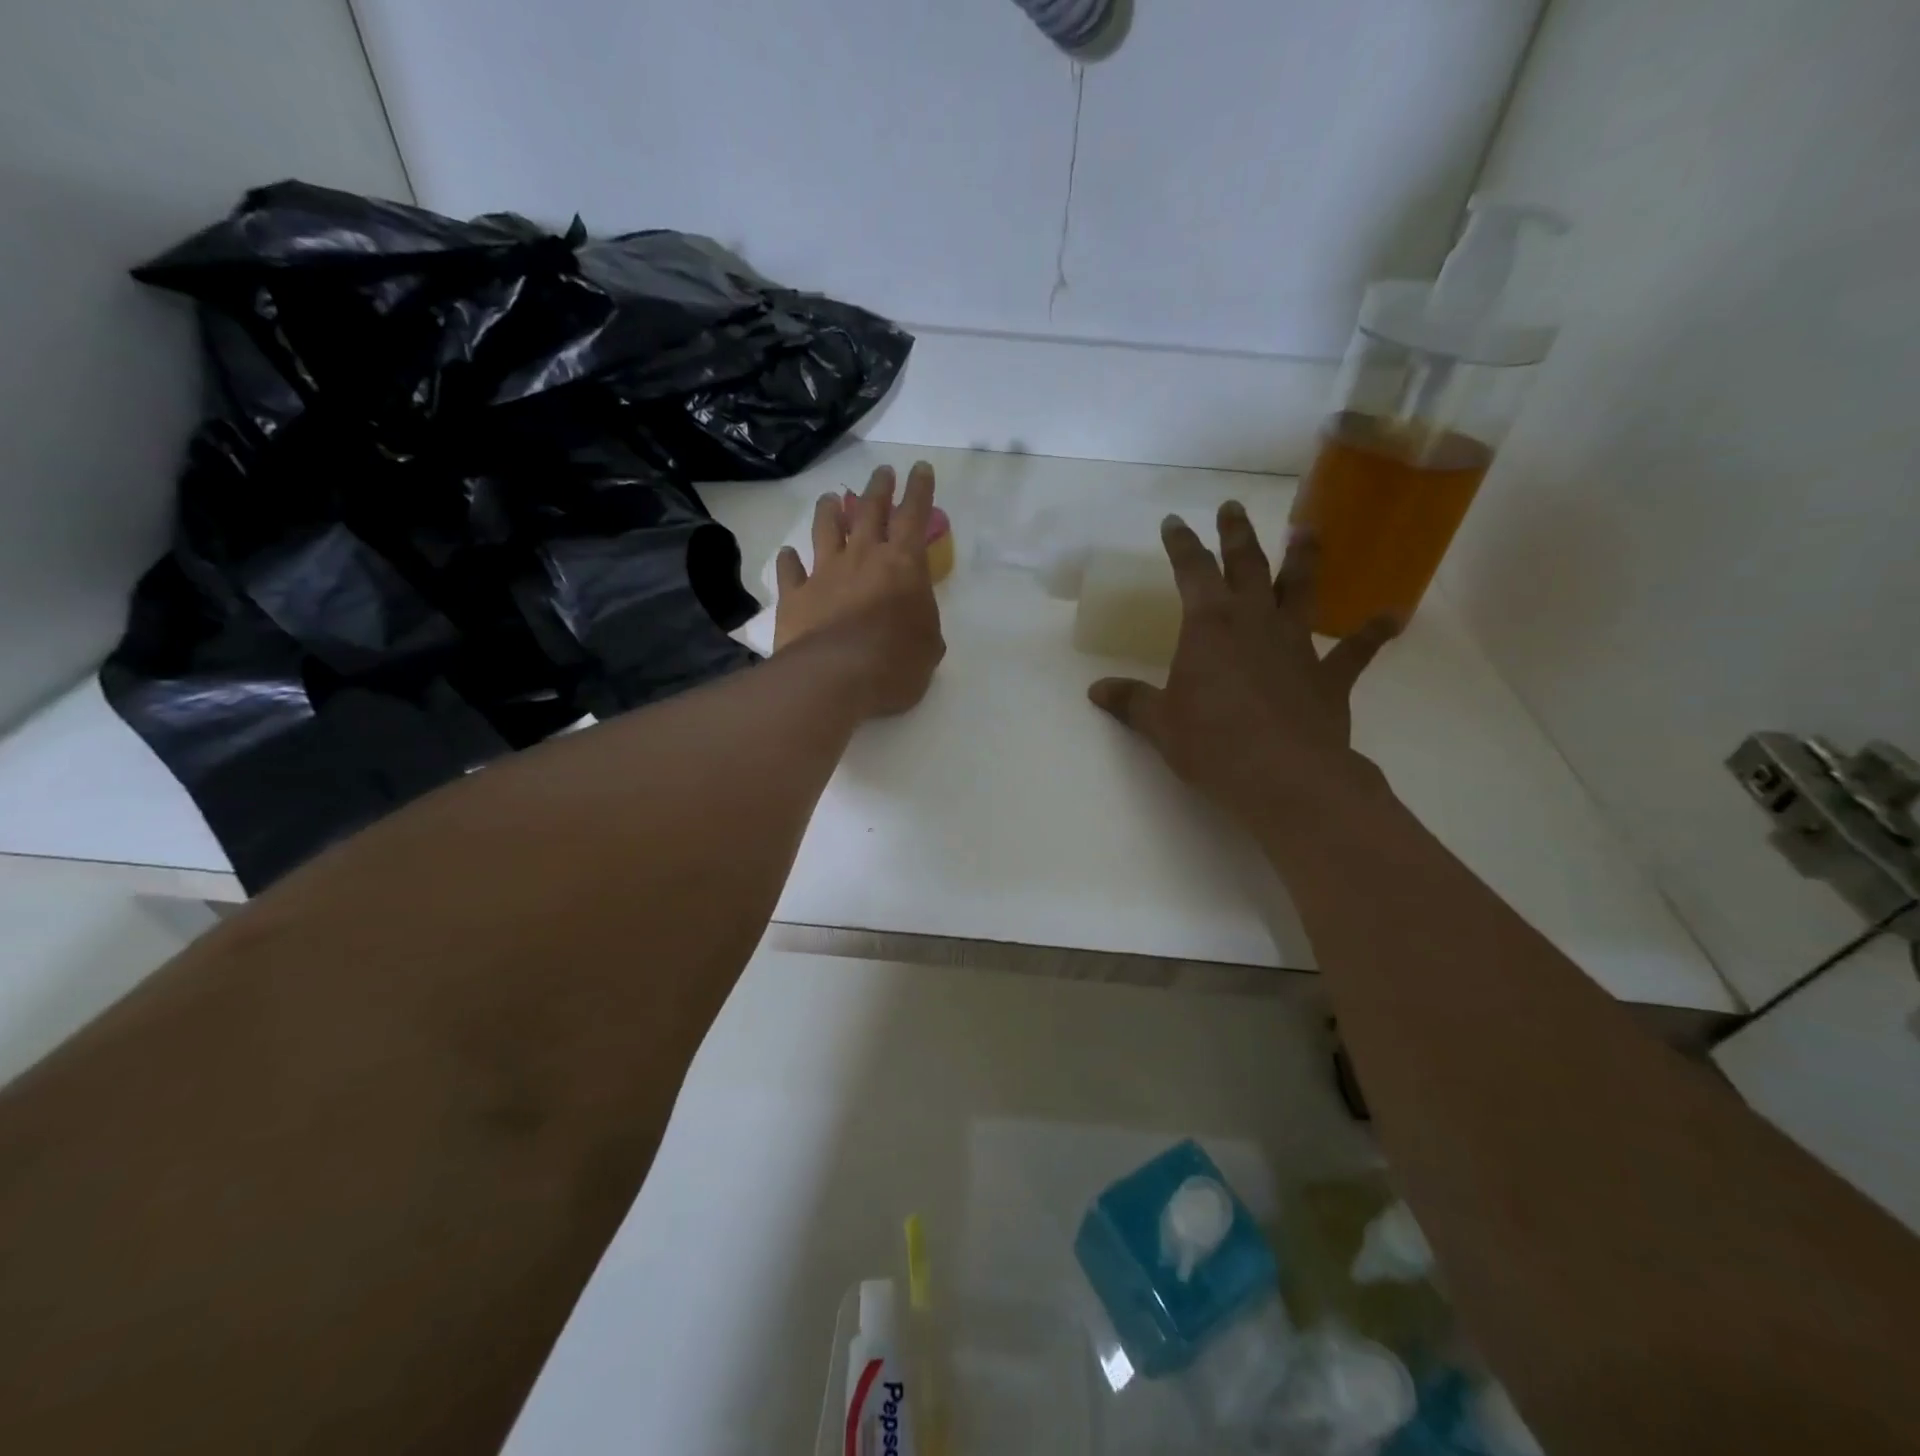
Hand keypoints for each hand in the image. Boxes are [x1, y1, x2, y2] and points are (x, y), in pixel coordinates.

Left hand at [774, 461, 945, 718]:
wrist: (837, 676)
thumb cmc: (896, 662)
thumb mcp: (929, 646)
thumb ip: (922, 624)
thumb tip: (913, 621)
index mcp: (904, 564)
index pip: (915, 515)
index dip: (919, 489)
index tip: (920, 468)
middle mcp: (863, 557)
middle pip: (870, 510)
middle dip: (879, 488)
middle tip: (882, 473)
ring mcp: (825, 573)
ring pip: (826, 529)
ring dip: (830, 511)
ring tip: (831, 498)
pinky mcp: (796, 595)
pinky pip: (790, 570)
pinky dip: (788, 560)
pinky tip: (787, 555)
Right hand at [1088, 503, 1396, 826]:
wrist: (1283, 775)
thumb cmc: (1211, 743)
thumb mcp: (1160, 723)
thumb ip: (1131, 702)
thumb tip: (1096, 691)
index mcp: (1209, 625)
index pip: (1191, 570)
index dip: (1181, 544)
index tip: (1174, 521)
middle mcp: (1255, 621)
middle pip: (1246, 565)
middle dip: (1236, 534)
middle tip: (1233, 506)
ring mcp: (1297, 644)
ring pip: (1302, 589)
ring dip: (1304, 558)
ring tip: (1308, 529)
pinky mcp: (1329, 676)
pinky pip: (1356, 651)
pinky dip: (1374, 633)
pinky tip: (1393, 616)